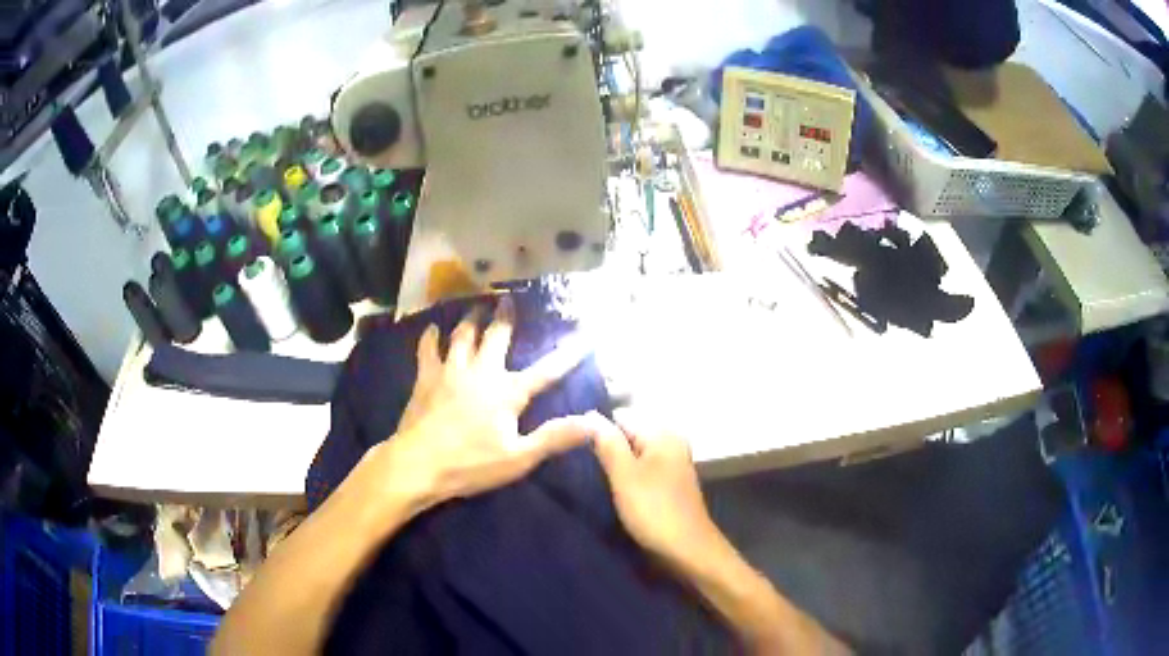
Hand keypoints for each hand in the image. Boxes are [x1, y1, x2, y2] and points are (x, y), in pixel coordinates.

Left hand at [375, 298, 600, 509]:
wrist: (419, 464)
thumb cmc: (471, 464)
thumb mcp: (519, 457)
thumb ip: (555, 437)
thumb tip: (594, 423)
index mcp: (508, 392)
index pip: (547, 371)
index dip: (568, 354)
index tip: (585, 335)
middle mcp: (481, 372)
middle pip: (497, 336)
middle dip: (506, 316)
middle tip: (508, 298)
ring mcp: (451, 371)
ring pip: (463, 336)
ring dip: (471, 319)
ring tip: (476, 306)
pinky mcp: (426, 378)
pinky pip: (428, 349)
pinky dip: (431, 337)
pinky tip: (432, 328)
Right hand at [592, 410, 722, 570]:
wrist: (687, 550)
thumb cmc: (654, 510)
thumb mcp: (624, 474)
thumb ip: (607, 442)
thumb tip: (589, 414)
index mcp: (662, 433)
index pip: (619, 417)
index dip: (594, 430)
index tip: (570, 447)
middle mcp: (670, 441)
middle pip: (627, 434)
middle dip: (604, 447)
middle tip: (576, 464)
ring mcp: (672, 462)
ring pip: (632, 453)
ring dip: (613, 464)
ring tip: (589, 478)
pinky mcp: (669, 482)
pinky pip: (641, 469)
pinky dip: (626, 476)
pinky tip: (611, 490)